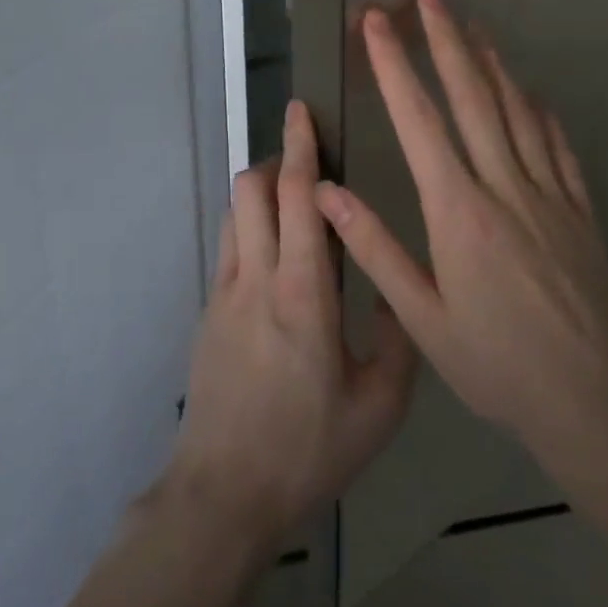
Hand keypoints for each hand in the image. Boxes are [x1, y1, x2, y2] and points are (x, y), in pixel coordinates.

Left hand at [166, 99, 417, 556]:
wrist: (223, 495)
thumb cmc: (308, 450)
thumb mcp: (380, 406)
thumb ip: (399, 338)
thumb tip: (399, 287)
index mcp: (302, 293)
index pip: (296, 198)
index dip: (300, 148)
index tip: (303, 111)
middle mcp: (256, 278)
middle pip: (253, 189)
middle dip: (277, 159)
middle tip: (307, 156)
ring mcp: (224, 293)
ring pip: (235, 213)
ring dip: (260, 191)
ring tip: (293, 201)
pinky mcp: (208, 312)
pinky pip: (229, 246)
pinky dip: (250, 226)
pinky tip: (276, 257)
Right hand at [314, 0, 607, 514]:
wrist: (595, 400)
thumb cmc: (498, 365)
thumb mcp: (424, 319)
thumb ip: (375, 249)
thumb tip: (328, 192)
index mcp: (458, 212)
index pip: (419, 121)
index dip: (394, 66)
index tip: (376, 23)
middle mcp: (504, 187)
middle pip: (472, 97)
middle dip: (444, 40)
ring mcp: (549, 194)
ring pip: (517, 110)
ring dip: (491, 62)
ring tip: (471, 25)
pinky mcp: (580, 210)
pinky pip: (557, 146)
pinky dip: (539, 110)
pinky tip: (531, 93)